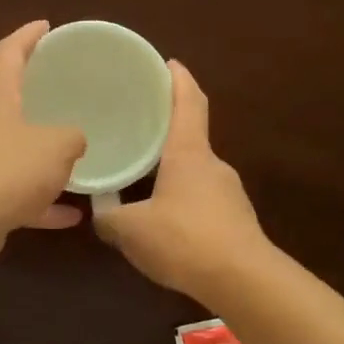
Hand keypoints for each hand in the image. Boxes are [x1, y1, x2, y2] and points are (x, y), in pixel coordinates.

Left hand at [0, 21, 87, 269]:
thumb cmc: (9, 170)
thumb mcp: (57, 146)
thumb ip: (72, 137)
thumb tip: (73, 140)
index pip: (8, 54)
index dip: (28, 36)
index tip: (45, 25)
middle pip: (5, 100)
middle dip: (32, 96)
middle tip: (59, 91)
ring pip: (10, 149)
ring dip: (37, 154)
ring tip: (68, 157)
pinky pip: (12, 190)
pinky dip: (37, 199)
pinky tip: (67, 215)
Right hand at [94, 60, 268, 300]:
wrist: (243, 280)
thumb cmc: (185, 239)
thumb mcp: (132, 230)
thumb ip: (109, 218)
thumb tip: (99, 212)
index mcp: (189, 153)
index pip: (189, 102)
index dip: (179, 79)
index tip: (169, 63)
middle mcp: (212, 164)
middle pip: (191, 136)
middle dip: (167, 129)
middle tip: (138, 127)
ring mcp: (229, 193)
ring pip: (195, 171)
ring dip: (172, 170)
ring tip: (142, 178)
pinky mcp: (236, 220)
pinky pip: (202, 199)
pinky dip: (182, 199)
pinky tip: (164, 221)